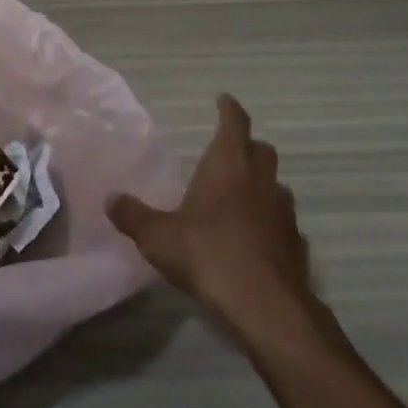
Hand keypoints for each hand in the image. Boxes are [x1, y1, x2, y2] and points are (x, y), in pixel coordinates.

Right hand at [108, 94, 314, 342]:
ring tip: (241, 201)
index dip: (229, 109)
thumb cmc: (209, 255)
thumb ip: (134, 216)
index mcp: (229, 163)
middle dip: (247, 147)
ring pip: (276, 185)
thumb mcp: (160, 237)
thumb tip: (110, 198)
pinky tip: (257, 242)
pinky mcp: (297, 244)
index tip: (223, 100)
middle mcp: (261, 178)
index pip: (234, 121)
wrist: (266, 307)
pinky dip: (272, 224)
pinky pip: (284, 223)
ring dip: (261, 186)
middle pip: (261, 149)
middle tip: (228, 155)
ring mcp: (284, 211)